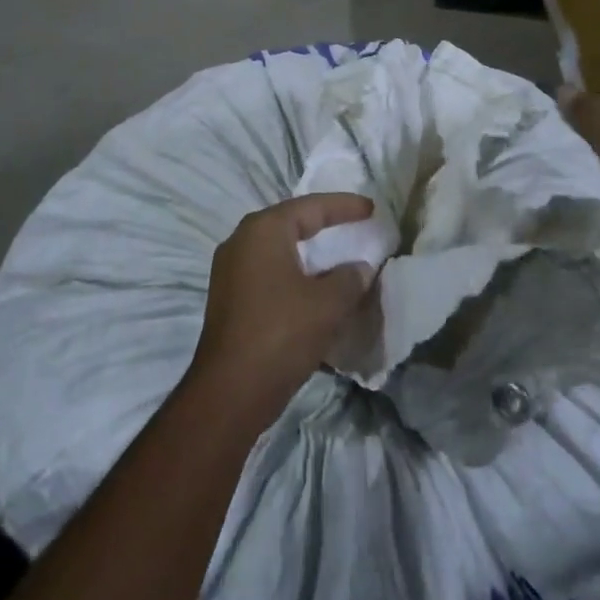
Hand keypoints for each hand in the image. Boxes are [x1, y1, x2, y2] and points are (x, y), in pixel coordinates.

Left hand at [188, 192, 375, 429]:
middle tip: (354, 224)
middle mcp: (241, 240)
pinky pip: (268, 272)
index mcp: (263, 230)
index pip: (310, 207)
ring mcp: (230, 270)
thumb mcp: (328, 304)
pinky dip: (293, 273)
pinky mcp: (228, 298)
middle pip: (290, 223)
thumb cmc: (281, 334)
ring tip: (337, 255)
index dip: (343, 206)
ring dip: (307, 253)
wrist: (230, 392)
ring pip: (278, 250)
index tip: (371, 208)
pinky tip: (312, 288)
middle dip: (323, 224)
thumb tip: (359, 268)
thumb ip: (350, 278)